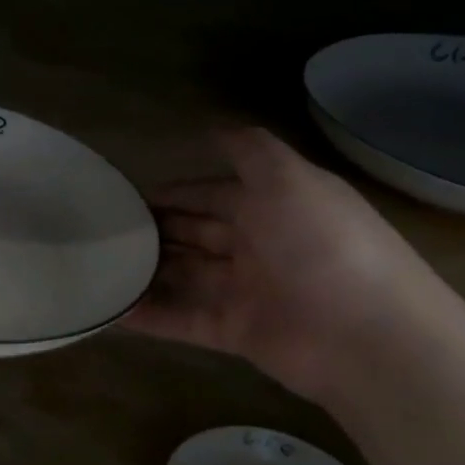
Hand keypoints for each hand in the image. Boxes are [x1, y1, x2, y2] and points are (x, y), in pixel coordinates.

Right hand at [124, 127, 457, 402]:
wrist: (367, 337)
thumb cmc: (323, 246)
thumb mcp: (289, 180)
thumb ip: (250, 151)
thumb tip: (212, 127)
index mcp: (274, 206)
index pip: (213, 194)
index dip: (175, 193)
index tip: (126, 196)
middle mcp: (258, 245)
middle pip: (195, 233)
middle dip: (154, 230)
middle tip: (102, 232)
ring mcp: (245, 291)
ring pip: (184, 275)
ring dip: (146, 270)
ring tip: (97, 266)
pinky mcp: (233, 331)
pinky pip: (181, 319)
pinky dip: (148, 315)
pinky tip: (110, 310)